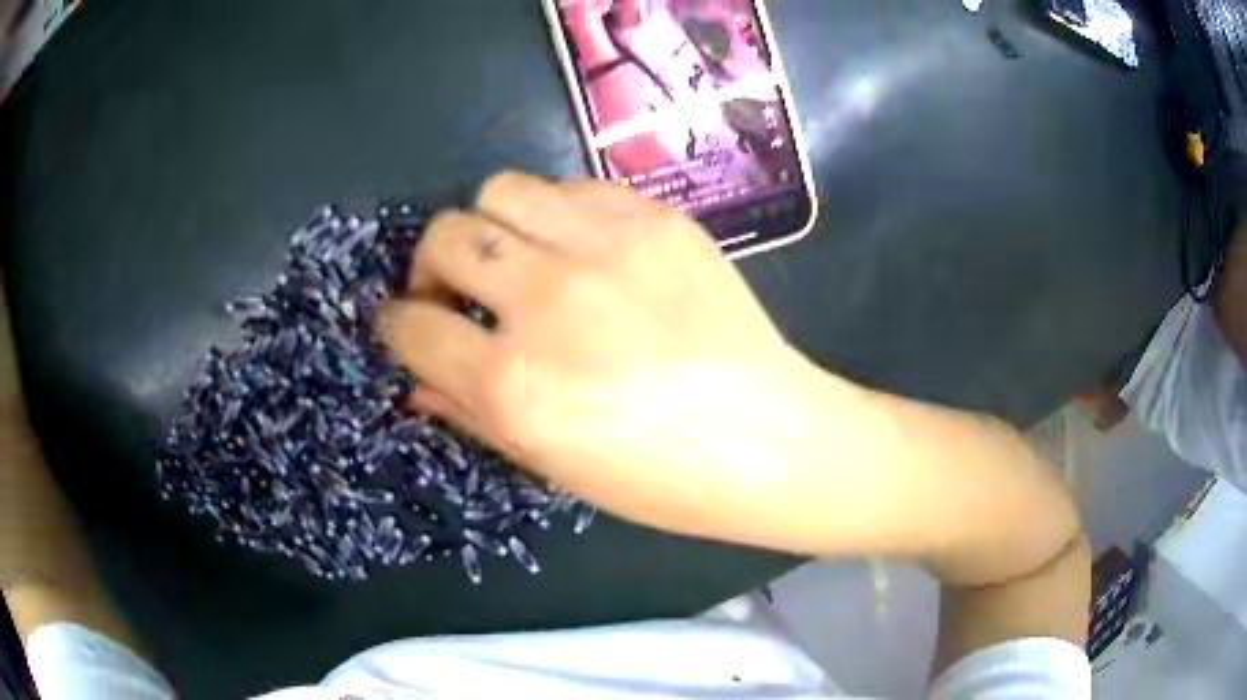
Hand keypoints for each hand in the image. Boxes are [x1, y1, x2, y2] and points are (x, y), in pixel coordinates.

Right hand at [380, 172, 814, 538]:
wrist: (766, 437)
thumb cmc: (658, 476)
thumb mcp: (550, 462)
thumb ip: (468, 411)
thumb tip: (413, 378)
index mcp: (516, 386)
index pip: (412, 327)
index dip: (395, 324)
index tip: (405, 323)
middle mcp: (549, 303)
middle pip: (446, 237)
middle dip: (431, 266)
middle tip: (456, 292)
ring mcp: (605, 249)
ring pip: (500, 190)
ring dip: (489, 226)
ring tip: (514, 259)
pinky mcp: (654, 220)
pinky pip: (570, 188)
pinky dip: (553, 215)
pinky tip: (575, 249)